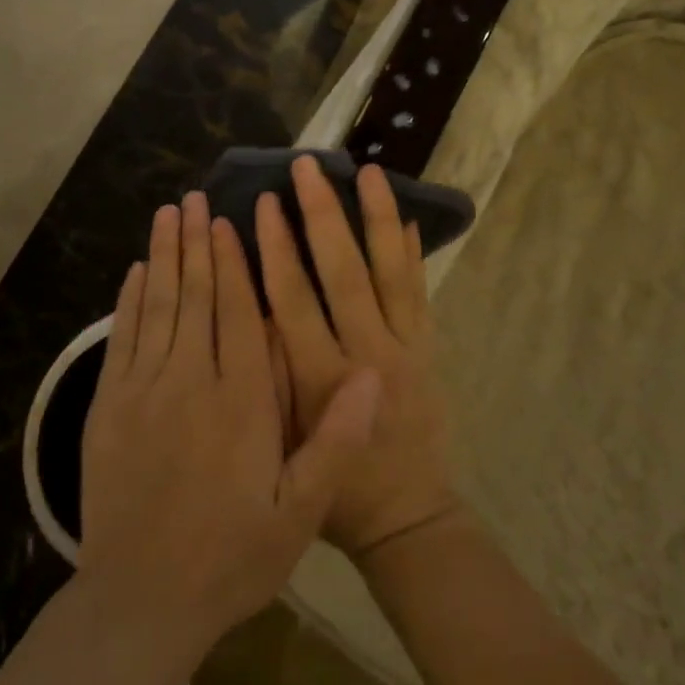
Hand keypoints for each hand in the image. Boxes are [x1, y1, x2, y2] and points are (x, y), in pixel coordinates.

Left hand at [77, 192, 381, 651]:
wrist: (143, 603)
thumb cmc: (232, 556)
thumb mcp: (300, 512)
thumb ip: (336, 440)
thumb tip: (374, 375)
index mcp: (241, 401)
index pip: (238, 313)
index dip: (234, 263)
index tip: (230, 222)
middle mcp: (190, 382)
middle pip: (195, 297)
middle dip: (196, 244)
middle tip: (195, 199)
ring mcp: (143, 393)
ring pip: (157, 308)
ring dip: (163, 257)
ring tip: (168, 215)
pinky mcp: (108, 410)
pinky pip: (122, 340)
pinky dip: (129, 301)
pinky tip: (134, 272)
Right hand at [256, 157, 458, 559]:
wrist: (408, 518)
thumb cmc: (335, 492)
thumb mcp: (285, 446)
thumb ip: (273, 375)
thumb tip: (254, 309)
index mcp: (322, 378)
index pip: (294, 299)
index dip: (276, 248)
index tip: (262, 203)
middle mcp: (367, 352)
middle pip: (343, 271)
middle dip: (322, 214)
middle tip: (307, 166)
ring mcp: (406, 348)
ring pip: (390, 272)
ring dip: (376, 218)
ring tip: (367, 172)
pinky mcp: (429, 350)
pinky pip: (420, 293)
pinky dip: (411, 254)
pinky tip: (403, 217)